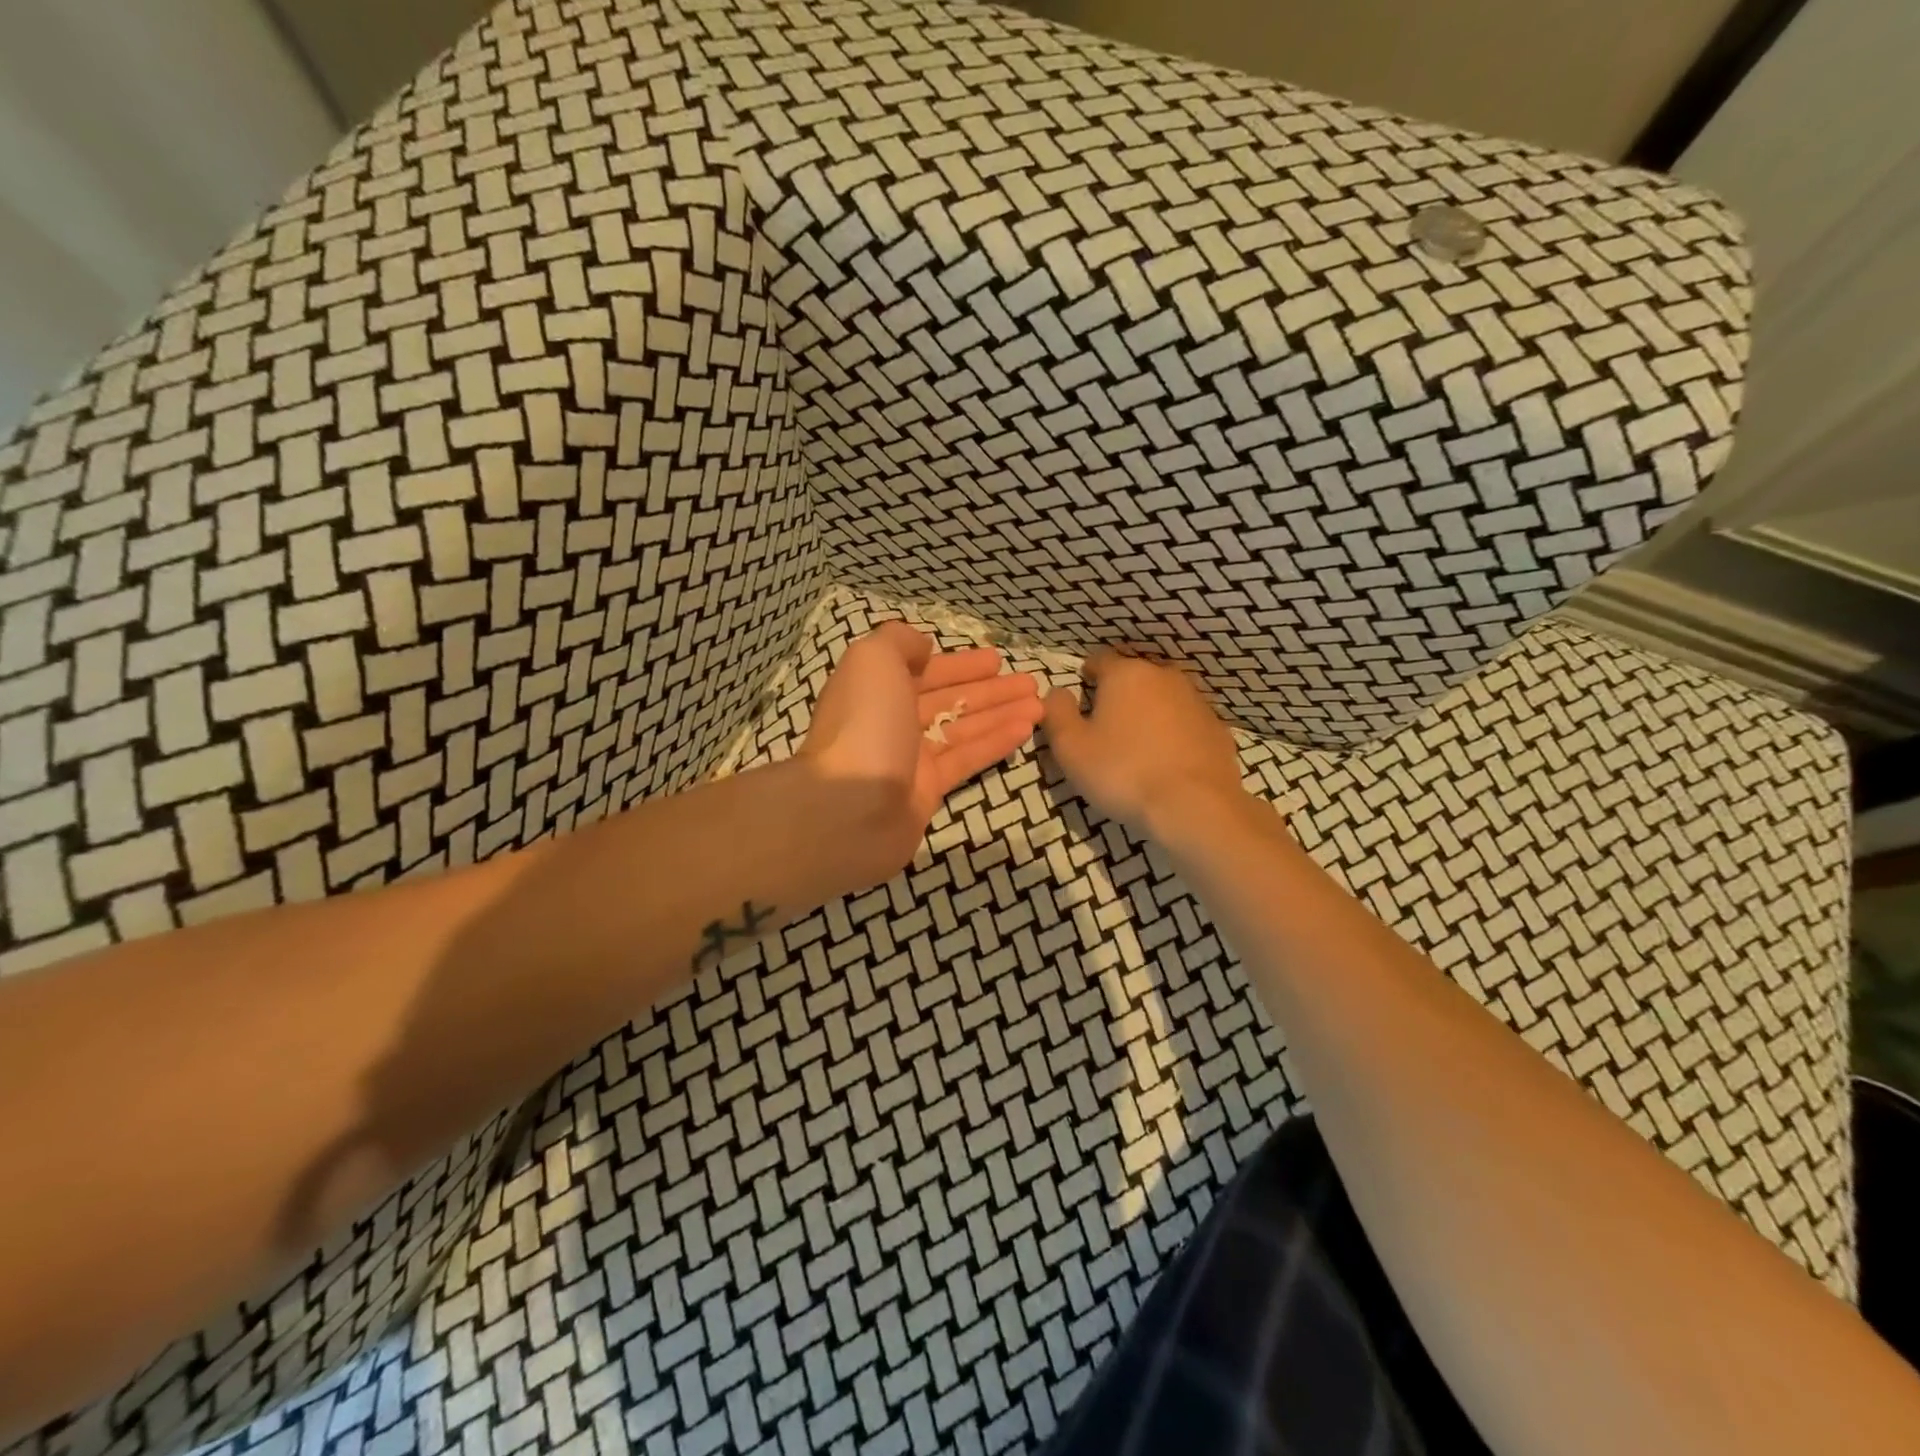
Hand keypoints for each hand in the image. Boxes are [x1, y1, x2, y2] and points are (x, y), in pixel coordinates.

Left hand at [801, 622, 1043, 877]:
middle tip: (1030, 682)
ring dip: (1000, 714)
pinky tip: (1026, 730)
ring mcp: (910, 758)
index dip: (961, 664)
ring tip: (1041, 705)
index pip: (924, 670)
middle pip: (948, 700)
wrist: (850, 809)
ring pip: (963, 729)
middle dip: (989, 689)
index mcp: (875, 689)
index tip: (997, 659)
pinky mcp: (928, 791)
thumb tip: (923, 648)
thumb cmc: (864, 725)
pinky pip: (967, 759)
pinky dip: (995, 743)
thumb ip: (899, 642)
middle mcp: (891, 721)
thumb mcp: (873, 661)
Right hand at [1042, 649, 1244, 835]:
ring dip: (1148, 714)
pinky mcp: (1218, 729)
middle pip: (1133, 678)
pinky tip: (1166, 762)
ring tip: (1137, 748)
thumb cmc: (1122, 772)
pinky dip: (1174, 735)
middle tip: (1105, 730)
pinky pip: (1186, 724)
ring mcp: (1196, 702)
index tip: (1080, 702)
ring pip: (1162, 699)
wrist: (1194, 806)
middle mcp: (1164, 677)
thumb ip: (1057, 713)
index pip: (1099, 660)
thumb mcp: (1071, 747)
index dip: (1085, 677)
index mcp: (1126, 674)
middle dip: (1118, 696)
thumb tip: (1057, 692)